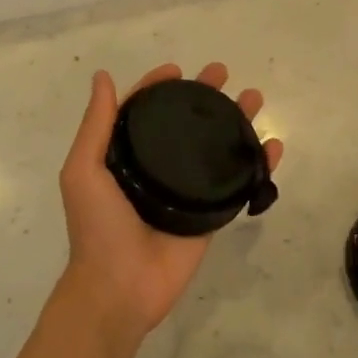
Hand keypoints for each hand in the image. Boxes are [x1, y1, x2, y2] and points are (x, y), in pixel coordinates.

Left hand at [58, 62, 282, 342]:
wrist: (120, 288)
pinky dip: (257, 164)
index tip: (178, 69)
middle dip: (204, 96)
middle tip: (223, 73)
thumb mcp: (84, 170)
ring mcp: (185, 190)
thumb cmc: (98, 226)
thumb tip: (103, 77)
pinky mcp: (210, 214)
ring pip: (213, 147)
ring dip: (234, 121)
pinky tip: (273, 146)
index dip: (159, 87)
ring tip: (254, 99)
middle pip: (184, 123)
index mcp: (124, 156)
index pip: (144, 112)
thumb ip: (96, 125)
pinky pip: (237, 183)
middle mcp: (156, 167)